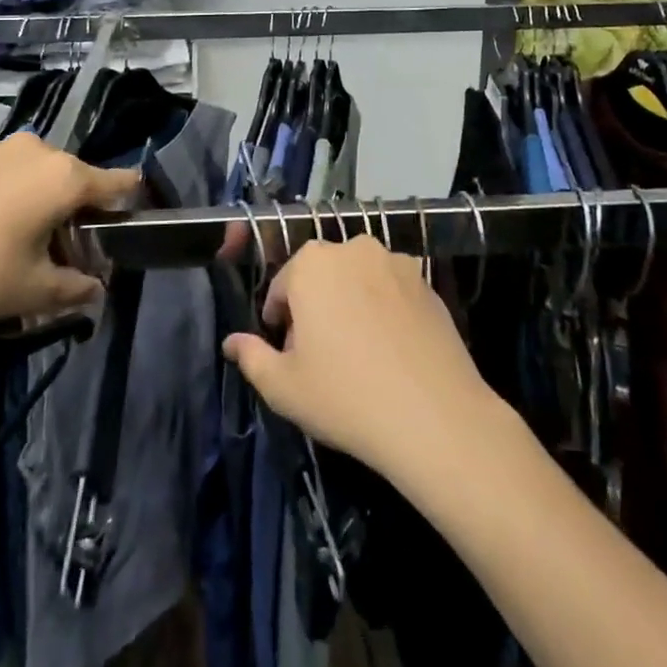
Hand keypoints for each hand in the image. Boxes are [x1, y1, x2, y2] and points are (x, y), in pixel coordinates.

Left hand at [0, 133, 137, 343]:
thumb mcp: (36, 291)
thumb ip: (77, 288)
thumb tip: (95, 289)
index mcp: (65, 177)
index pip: (117, 182)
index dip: (130, 201)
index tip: (132, 220)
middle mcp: (40, 151)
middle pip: (79, 179)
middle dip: (81, 212)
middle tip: (70, 253)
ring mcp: (3, 150)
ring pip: (45, 175)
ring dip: (49, 203)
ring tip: (31, 244)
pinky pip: (15, 173)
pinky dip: (20, 195)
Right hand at [221, 236, 506, 480]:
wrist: (435, 417)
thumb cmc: (345, 397)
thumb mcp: (283, 387)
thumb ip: (250, 357)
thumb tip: (231, 342)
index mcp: (312, 264)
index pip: (282, 286)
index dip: (279, 321)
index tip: (286, 352)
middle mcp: (353, 249)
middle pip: (321, 277)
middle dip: (315, 307)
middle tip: (319, 355)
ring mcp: (396, 263)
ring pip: (358, 280)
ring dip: (350, 304)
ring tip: (358, 353)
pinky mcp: (428, 283)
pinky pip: (392, 291)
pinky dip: (384, 310)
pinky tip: (391, 351)